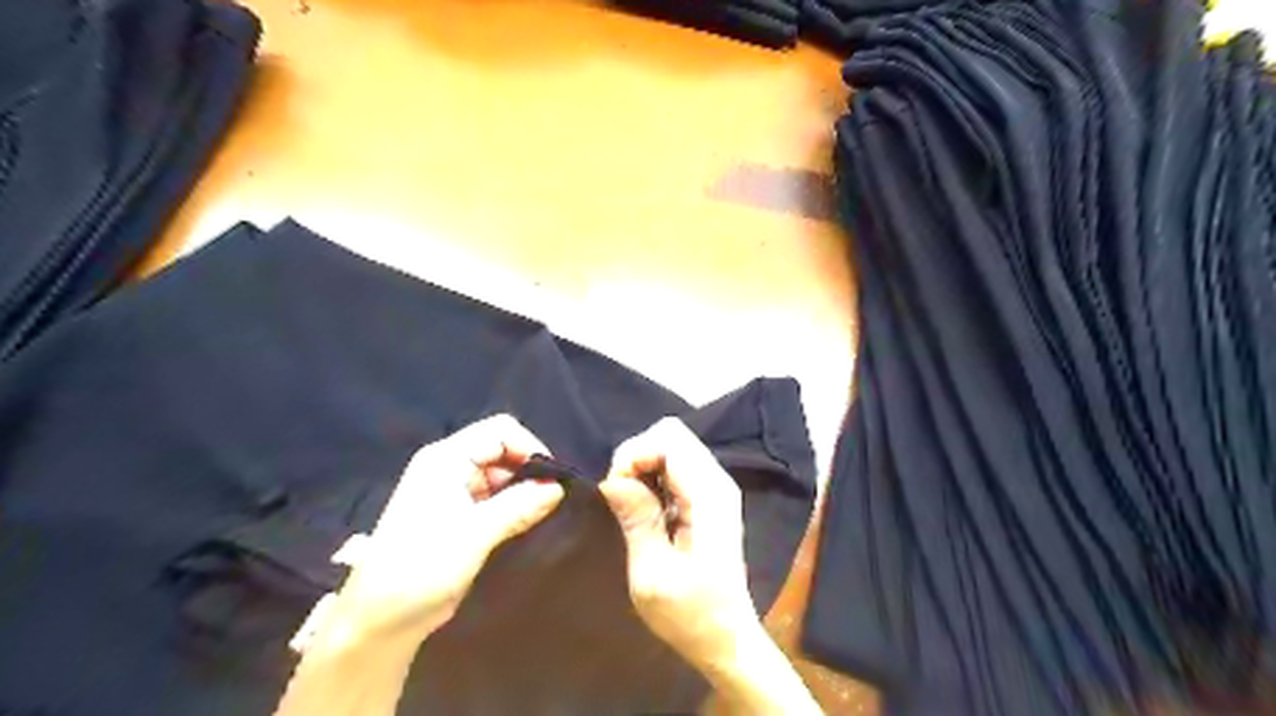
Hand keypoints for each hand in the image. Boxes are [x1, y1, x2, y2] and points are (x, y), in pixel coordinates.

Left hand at [318, 416, 560, 651]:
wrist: (380, 621)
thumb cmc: (423, 568)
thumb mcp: (476, 534)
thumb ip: (520, 505)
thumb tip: (559, 487)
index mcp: (446, 459)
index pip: (500, 431)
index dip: (529, 448)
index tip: (551, 480)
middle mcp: (448, 466)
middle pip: (501, 450)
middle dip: (528, 471)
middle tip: (551, 501)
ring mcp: (450, 490)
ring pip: (500, 475)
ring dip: (522, 491)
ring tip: (541, 515)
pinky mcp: (456, 514)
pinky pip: (493, 496)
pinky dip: (512, 506)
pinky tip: (525, 524)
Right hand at [595, 418, 754, 666]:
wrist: (726, 637)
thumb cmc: (690, 614)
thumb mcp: (652, 574)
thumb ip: (636, 518)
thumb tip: (612, 479)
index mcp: (708, 496)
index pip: (668, 440)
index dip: (634, 455)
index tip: (616, 493)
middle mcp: (717, 481)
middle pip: (671, 433)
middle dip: (636, 455)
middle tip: (621, 496)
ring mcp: (715, 486)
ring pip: (672, 445)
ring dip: (643, 466)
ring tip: (632, 505)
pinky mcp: (708, 495)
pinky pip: (676, 464)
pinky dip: (653, 475)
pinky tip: (647, 508)